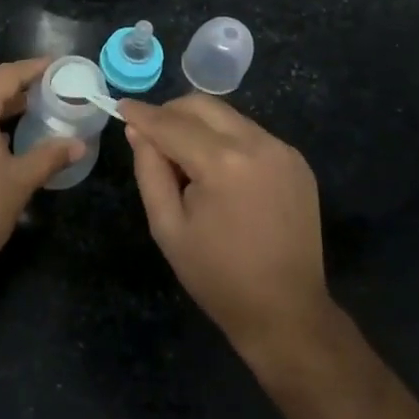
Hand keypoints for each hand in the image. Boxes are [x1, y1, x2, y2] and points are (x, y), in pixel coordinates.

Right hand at [122, 95, 333, 362]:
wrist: (286, 312)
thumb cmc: (218, 276)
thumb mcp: (167, 227)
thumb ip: (149, 170)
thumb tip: (137, 131)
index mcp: (223, 163)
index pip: (172, 123)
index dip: (142, 114)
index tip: (121, 106)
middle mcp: (257, 144)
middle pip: (202, 106)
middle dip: (171, 113)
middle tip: (151, 136)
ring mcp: (282, 150)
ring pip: (227, 116)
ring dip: (199, 126)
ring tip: (186, 161)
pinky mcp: (296, 161)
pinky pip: (250, 134)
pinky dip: (226, 140)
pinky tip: (219, 173)